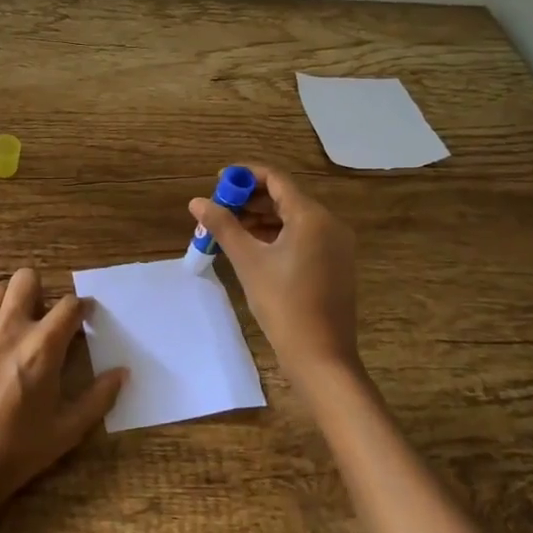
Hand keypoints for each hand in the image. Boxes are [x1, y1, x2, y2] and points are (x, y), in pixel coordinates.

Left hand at [0, 268, 126, 513]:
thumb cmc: (14, 454)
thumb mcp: (66, 432)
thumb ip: (99, 398)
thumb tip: (123, 372)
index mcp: (43, 346)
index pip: (70, 305)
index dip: (79, 309)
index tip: (80, 319)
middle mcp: (9, 327)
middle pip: (27, 280)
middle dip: (38, 293)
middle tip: (37, 319)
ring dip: (3, 307)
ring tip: (2, 332)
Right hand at [190, 164, 362, 387]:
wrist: (321, 357)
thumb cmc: (283, 304)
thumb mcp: (248, 261)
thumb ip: (222, 226)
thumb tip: (197, 202)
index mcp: (312, 216)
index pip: (276, 179)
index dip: (245, 175)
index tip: (218, 182)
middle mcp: (329, 223)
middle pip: (285, 197)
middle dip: (250, 199)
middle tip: (219, 208)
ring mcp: (336, 245)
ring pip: (293, 218)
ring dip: (261, 218)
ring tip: (229, 229)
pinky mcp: (335, 264)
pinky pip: (303, 236)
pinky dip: (277, 235)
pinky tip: (253, 248)